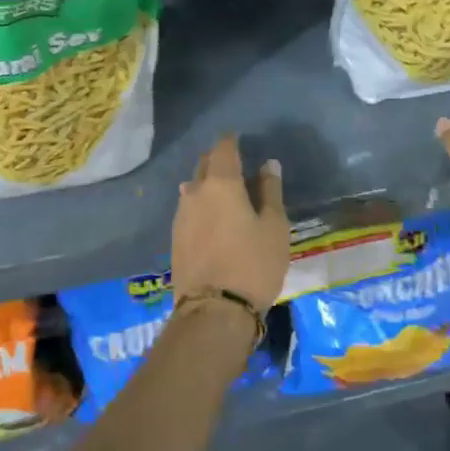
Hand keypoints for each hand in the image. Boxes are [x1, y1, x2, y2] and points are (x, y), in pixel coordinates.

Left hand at [172, 135, 288, 309]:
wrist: (213, 311)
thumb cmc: (253, 264)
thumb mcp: (274, 227)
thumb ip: (270, 192)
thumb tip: (268, 164)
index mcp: (221, 183)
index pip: (223, 148)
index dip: (232, 141)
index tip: (240, 139)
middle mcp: (195, 192)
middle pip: (204, 165)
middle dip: (218, 160)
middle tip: (236, 165)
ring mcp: (180, 216)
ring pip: (193, 188)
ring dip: (207, 184)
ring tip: (225, 193)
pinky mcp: (175, 238)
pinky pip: (189, 209)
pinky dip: (201, 205)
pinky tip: (212, 217)